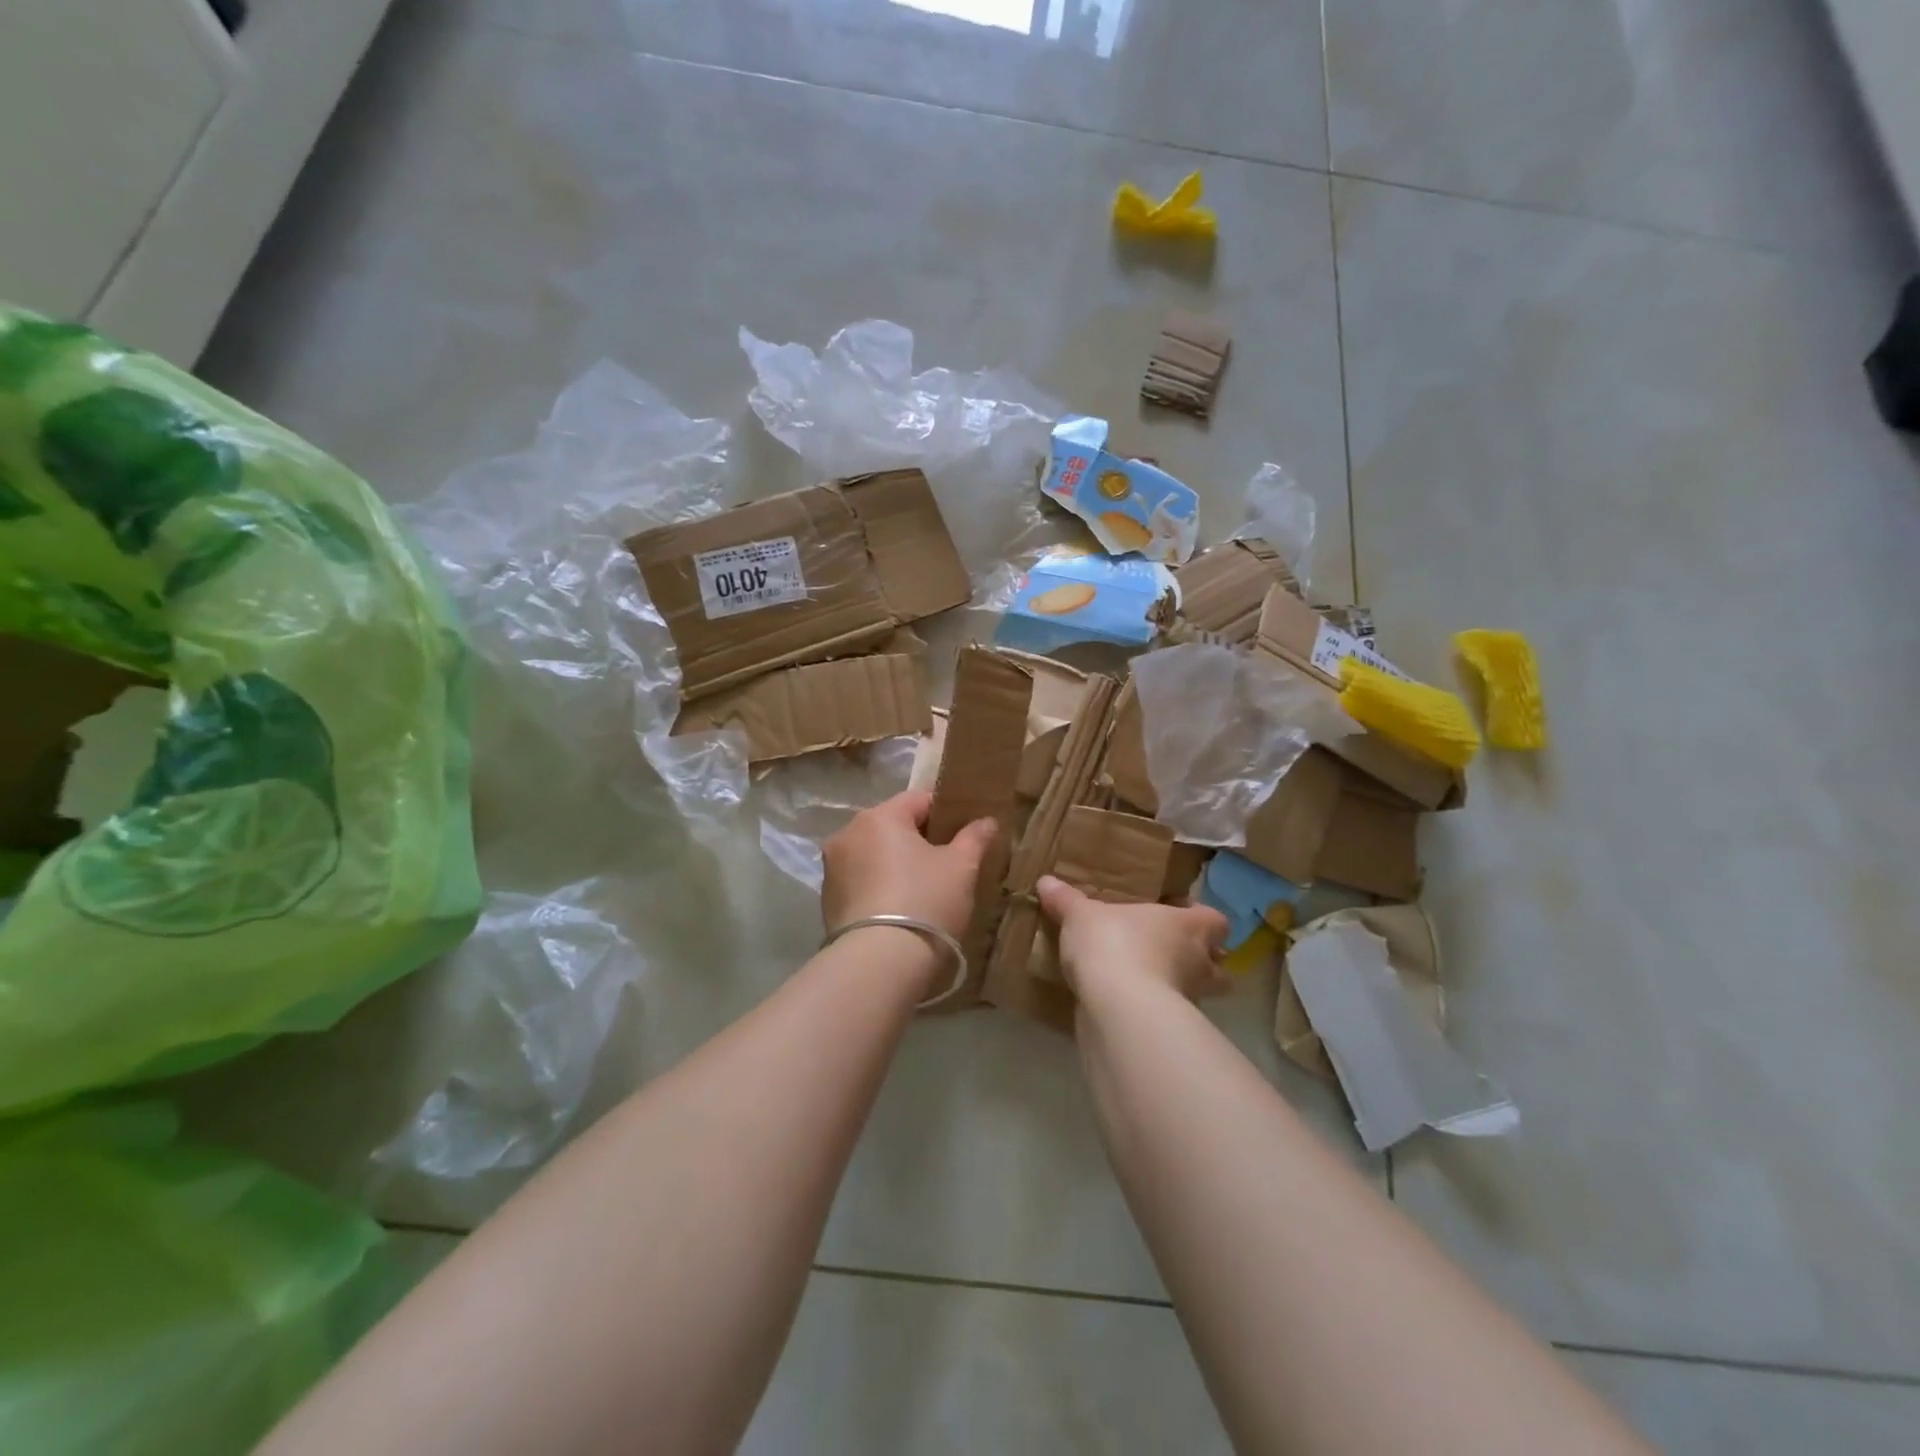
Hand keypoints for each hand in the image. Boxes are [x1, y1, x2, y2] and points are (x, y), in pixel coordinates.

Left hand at [822, 791, 997, 940]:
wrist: (879, 964)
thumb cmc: (925, 902)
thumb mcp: (961, 868)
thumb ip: (974, 838)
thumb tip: (987, 821)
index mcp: (879, 817)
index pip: (919, 800)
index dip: (946, 813)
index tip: (965, 835)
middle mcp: (847, 834)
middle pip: (893, 827)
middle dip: (919, 841)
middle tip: (947, 865)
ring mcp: (832, 869)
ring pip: (874, 855)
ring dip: (896, 865)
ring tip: (923, 891)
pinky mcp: (827, 901)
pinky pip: (861, 882)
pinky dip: (879, 888)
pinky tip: (899, 911)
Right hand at [1035, 875, 1230, 1002]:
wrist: (1118, 1007)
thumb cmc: (1113, 944)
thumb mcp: (1081, 916)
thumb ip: (1066, 900)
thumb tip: (1046, 881)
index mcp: (1188, 926)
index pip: (1216, 921)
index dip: (1202, 920)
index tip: (1179, 917)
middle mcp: (1199, 962)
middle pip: (1218, 964)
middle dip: (1201, 962)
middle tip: (1169, 955)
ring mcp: (1190, 1000)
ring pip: (1198, 994)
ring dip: (1179, 989)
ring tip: (1146, 983)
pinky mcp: (1172, 1031)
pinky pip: (1170, 1018)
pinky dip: (1156, 1014)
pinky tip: (1129, 1009)